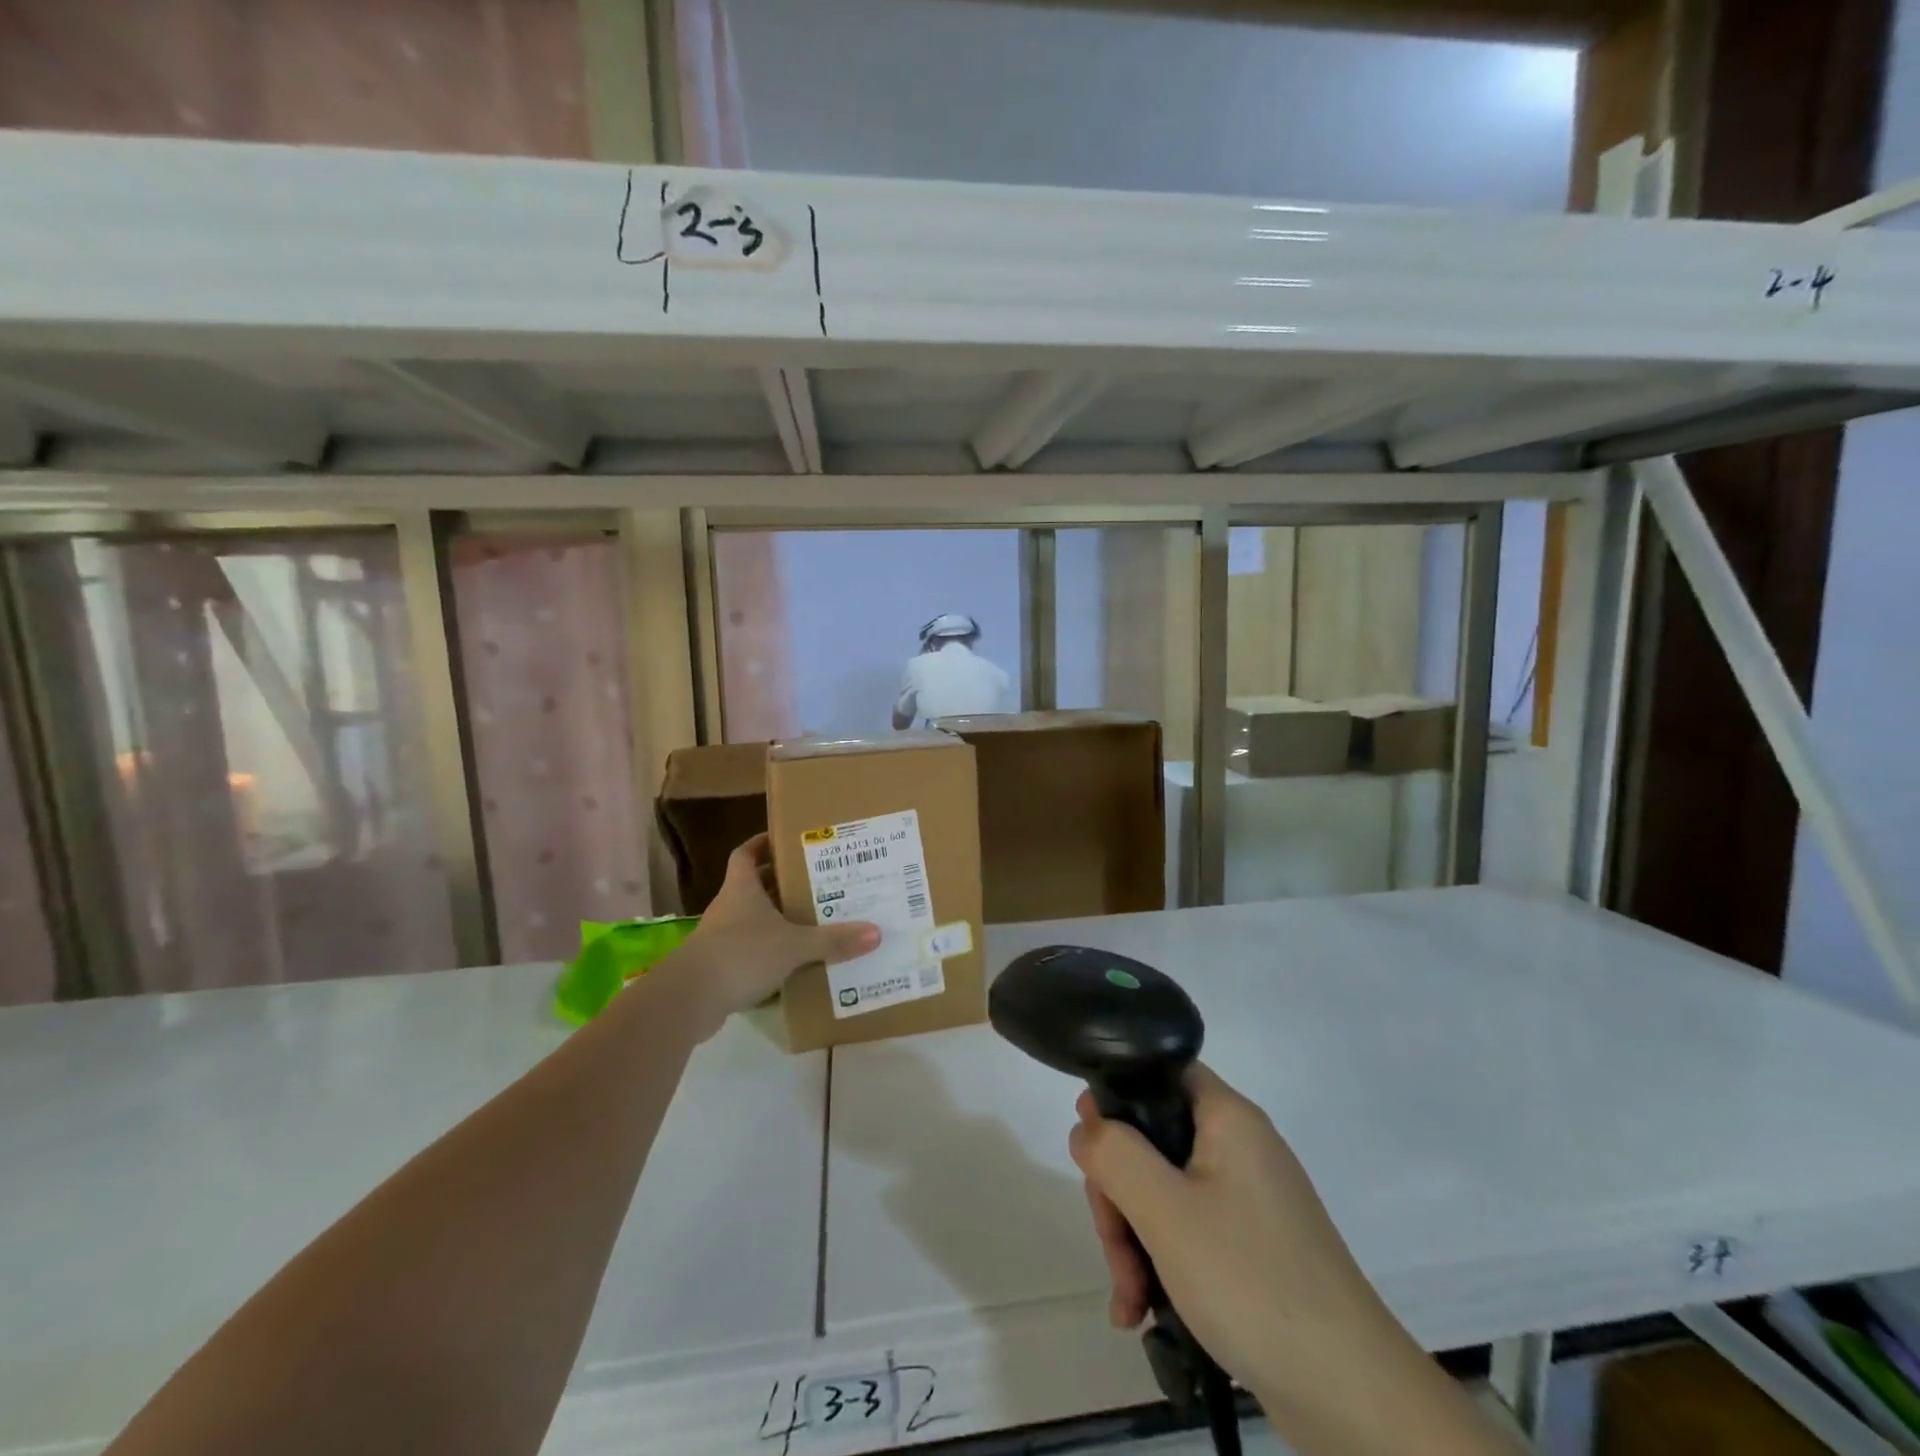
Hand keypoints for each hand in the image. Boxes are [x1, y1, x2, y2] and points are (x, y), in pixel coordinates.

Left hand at [680, 834, 879, 1025]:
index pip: (747, 854)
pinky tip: (794, 962)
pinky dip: (769, 951)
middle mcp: (729, 907)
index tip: (785, 839)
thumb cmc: (741, 955)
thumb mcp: (794, 946)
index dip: (762, 844)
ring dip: (777, 919)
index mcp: (742, 888)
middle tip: (815, 881)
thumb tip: (876, 932)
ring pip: (753, 919)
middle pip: (754, 886)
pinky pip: (750, 950)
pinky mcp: (719, 966)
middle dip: (781, 883)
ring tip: (812, 920)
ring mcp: (720, 938)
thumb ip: (833, 941)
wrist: (689, 1000)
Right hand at [1069, 1064, 1404, 1412]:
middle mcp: (1240, 1149)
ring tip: (1130, 1301)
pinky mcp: (1254, 1248)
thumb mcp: (1165, 1211)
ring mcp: (1249, 1201)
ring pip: (1166, 1194)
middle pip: (1154, 1142)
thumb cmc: (1250, 1280)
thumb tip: (1087, 1127)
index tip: (1091, 1149)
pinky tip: (1144, 1313)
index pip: (1160, 1074)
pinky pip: (1190, 1234)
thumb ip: (1114, 1154)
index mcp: (1228, 1118)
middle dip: (1120, 1195)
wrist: (1352, 1396)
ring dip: (1135, 1241)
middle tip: (1113, 1247)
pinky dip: (1162, 1265)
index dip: (1118, 1099)